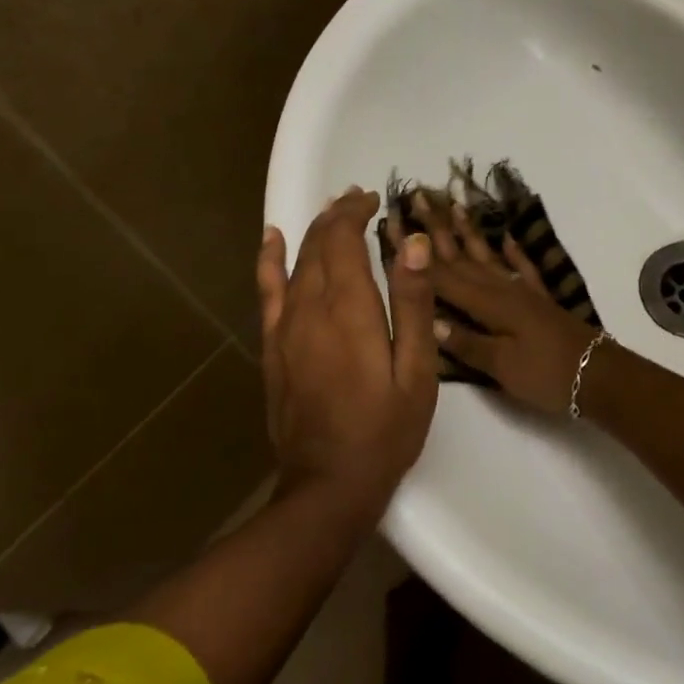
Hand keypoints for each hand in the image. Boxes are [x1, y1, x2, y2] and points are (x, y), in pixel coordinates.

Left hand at [256, 189, 438, 509]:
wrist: (328, 484)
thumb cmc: (385, 430)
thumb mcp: (417, 371)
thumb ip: (412, 303)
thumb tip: (413, 242)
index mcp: (349, 309)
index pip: (344, 239)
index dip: (356, 212)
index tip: (375, 199)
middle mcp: (310, 307)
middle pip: (318, 244)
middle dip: (337, 215)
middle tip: (360, 200)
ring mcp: (285, 327)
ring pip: (295, 262)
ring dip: (312, 231)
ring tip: (330, 211)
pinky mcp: (273, 348)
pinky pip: (267, 291)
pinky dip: (270, 260)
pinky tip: (272, 239)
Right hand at [403, 194, 599, 417]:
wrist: (598, 375)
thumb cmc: (547, 374)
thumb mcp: (502, 366)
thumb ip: (466, 343)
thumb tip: (428, 320)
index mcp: (487, 305)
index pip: (440, 275)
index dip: (413, 252)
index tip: (392, 222)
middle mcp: (501, 289)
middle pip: (461, 256)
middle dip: (436, 228)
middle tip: (417, 196)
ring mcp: (521, 291)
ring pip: (487, 255)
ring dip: (468, 231)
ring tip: (454, 204)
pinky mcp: (538, 300)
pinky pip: (521, 268)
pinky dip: (512, 251)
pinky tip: (505, 235)